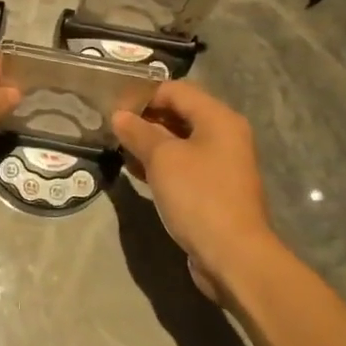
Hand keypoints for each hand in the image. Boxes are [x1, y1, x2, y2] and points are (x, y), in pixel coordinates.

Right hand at [112, 80, 283, 303]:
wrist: (233, 255)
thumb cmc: (198, 196)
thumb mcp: (162, 159)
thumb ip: (138, 132)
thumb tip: (119, 115)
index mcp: (218, 118)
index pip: (175, 90)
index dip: (143, 95)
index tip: (114, 107)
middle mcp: (224, 135)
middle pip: (180, 113)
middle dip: (145, 118)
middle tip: (113, 127)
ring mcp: (221, 164)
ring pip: (180, 141)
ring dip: (150, 142)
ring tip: (119, 148)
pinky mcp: (214, 188)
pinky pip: (184, 165)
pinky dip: (161, 164)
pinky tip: (136, 171)